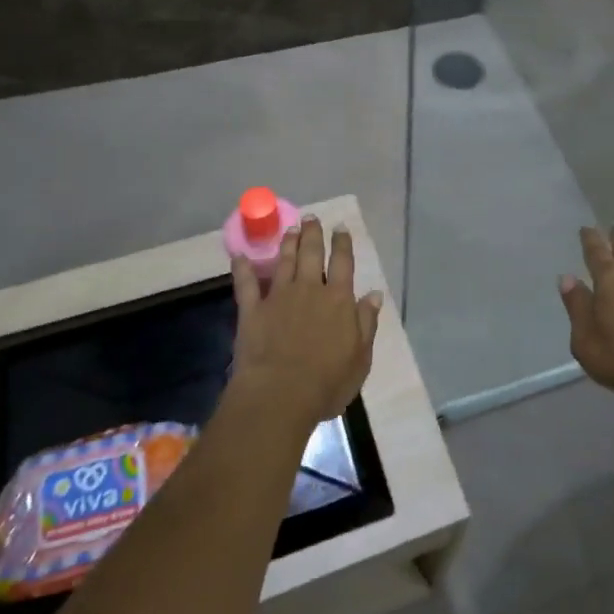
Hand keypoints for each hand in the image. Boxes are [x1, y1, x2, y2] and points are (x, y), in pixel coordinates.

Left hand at [230, 216, 381, 432]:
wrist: (280, 395)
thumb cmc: (327, 382)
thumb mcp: (360, 358)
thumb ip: (366, 323)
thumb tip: (374, 294)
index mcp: (339, 300)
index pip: (343, 263)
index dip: (342, 243)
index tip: (340, 227)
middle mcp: (310, 290)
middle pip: (312, 254)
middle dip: (312, 234)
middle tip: (311, 218)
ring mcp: (279, 297)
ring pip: (284, 262)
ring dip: (287, 244)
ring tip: (290, 229)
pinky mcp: (252, 310)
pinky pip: (246, 284)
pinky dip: (242, 268)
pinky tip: (239, 255)